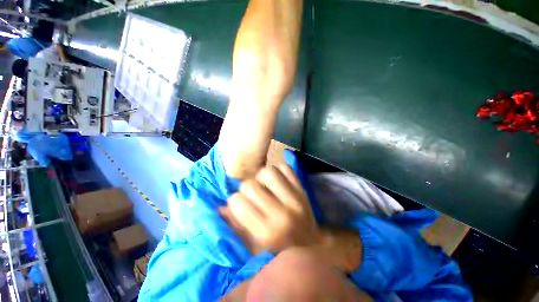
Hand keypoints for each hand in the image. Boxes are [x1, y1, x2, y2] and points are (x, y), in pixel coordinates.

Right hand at [220, 164, 319, 252]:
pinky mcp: (303, 189)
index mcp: (266, 232)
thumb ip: (236, 226)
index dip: (234, 200)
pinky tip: (277, 181)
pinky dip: (279, 171)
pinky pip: (286, 168)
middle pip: (250, 185)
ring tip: (264, 185)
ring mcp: (295, 199)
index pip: (237, 202)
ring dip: (262, 176)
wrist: (310, 245)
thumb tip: (220, 207)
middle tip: (252, 194)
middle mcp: (281, 214)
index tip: (239, 203)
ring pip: (268, 171)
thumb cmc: (279, 249)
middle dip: (246, 188)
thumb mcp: (254, 246)